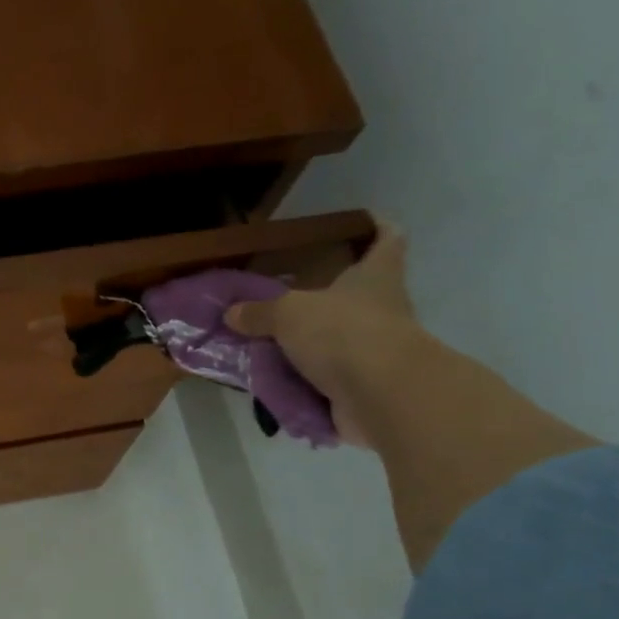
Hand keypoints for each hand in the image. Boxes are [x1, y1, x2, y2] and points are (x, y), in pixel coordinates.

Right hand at [225, 223, 417, 448]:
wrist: (381, 396)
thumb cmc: (344, 333)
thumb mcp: (289, 314)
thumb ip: (260, 312)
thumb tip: (231, 313)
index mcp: (375, 276)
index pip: (387, 240)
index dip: (378, 227)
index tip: (365, 222)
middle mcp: (382, 309)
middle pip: (358, 295)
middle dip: (325, 298)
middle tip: (285, 298)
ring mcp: (377, 351)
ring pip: (339, 341)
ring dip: (309, 346)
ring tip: (266, 346)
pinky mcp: (365, 388)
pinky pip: (327, 381)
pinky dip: (304, 383)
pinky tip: (274, 383)